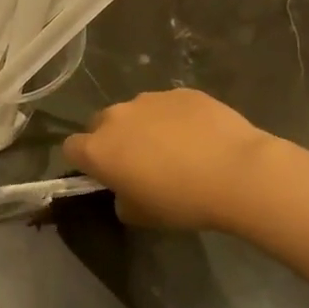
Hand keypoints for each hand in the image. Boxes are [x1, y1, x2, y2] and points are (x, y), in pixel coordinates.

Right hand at [63, 89, 271, 231]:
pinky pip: (168, 106)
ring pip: (136, 112)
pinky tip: (201, 138)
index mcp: (99, 149)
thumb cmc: (182, 201)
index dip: (84, 162)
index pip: (71, 148)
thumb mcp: (141, 215)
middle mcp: (117, 117)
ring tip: (177, 150)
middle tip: (140, 163)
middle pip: (101, 124)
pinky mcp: (182, 92)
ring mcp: (150, 99)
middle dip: (113, 140)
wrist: (237, 172)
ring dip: (145, 128)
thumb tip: (126, 189)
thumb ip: (122, 199)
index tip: (104, 175)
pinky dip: (176, 119)